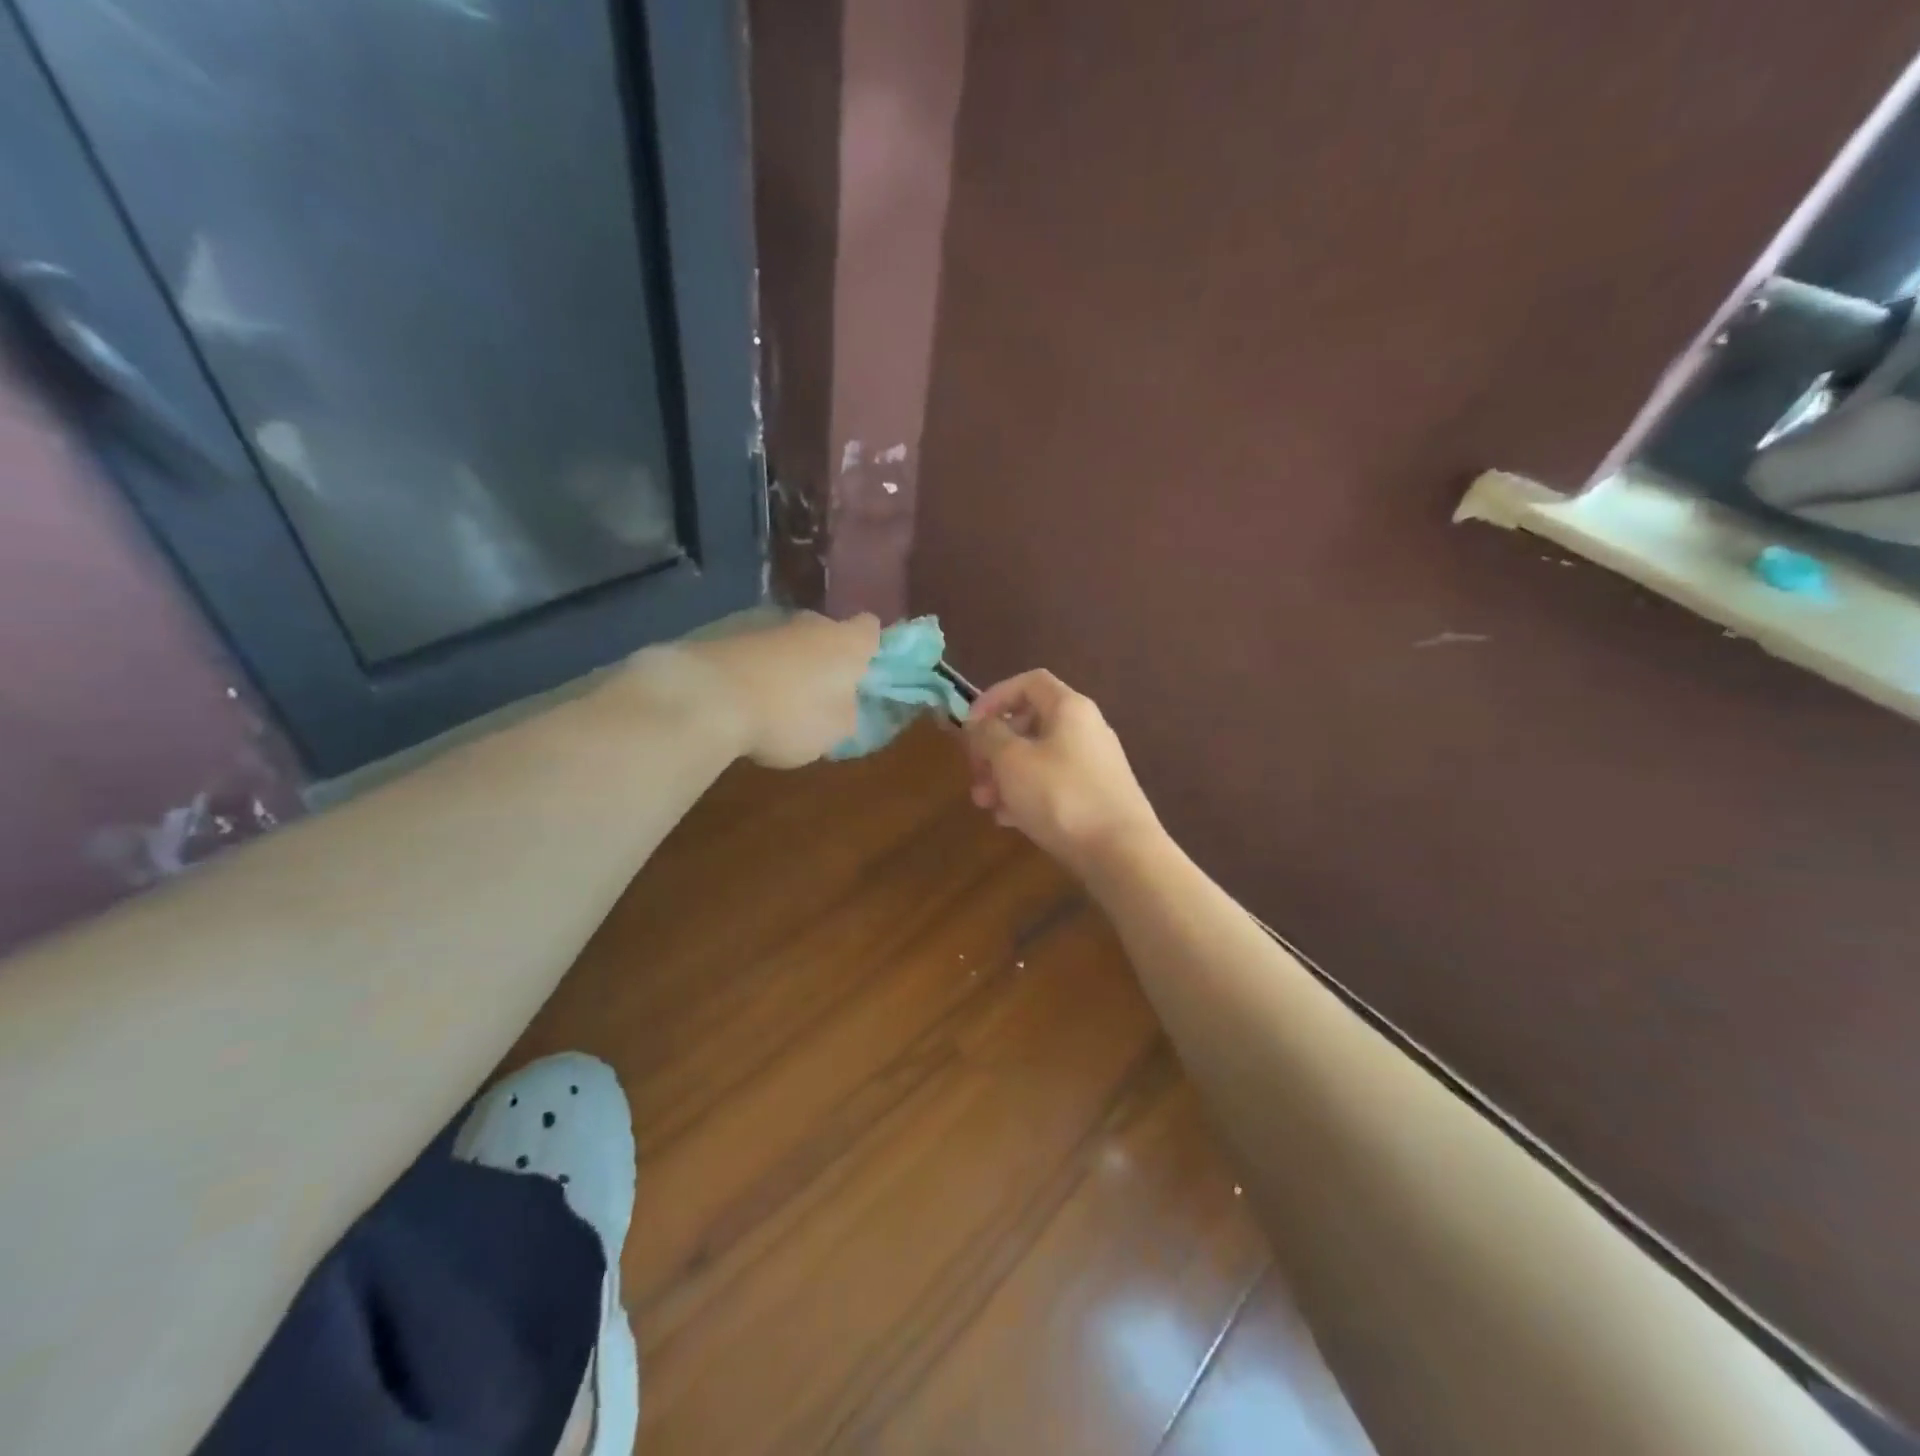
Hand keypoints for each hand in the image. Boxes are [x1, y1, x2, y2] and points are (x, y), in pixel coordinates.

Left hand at [636, 612, 879, 768]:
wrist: (708, 698)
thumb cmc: (789, 715)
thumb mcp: (835, 731)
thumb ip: (846, 712)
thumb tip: (841, 703)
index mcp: (845, 643)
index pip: (870, 629)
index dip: (869, 646)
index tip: (863, 669)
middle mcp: (808, 623)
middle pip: (824, 633)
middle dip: (822, 657)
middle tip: (817, 692)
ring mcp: (763, 623)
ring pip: (785, 641)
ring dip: (784, 663)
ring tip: (772, 701)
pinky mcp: (723, 632)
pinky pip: (750, 651)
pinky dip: (751, 668)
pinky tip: (739, 698)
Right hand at [963, 670, 1160, 869]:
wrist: (1121, 853)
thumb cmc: (1061, 796)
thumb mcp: (1012, 761)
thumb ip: (989, 735)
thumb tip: (980, 724)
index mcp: (1069, 708)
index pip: (1028, 682)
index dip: (994, 697)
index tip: (970, 725)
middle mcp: (1086, 728)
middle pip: (1030, 723)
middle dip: (994, 748)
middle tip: (975, 774)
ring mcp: (1094, 763)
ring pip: (1038, 758)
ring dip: (1005, 776)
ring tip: (987, 804)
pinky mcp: (1096, 795)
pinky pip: (1053, 784)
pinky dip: (1028, 795)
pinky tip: (1010, 820)